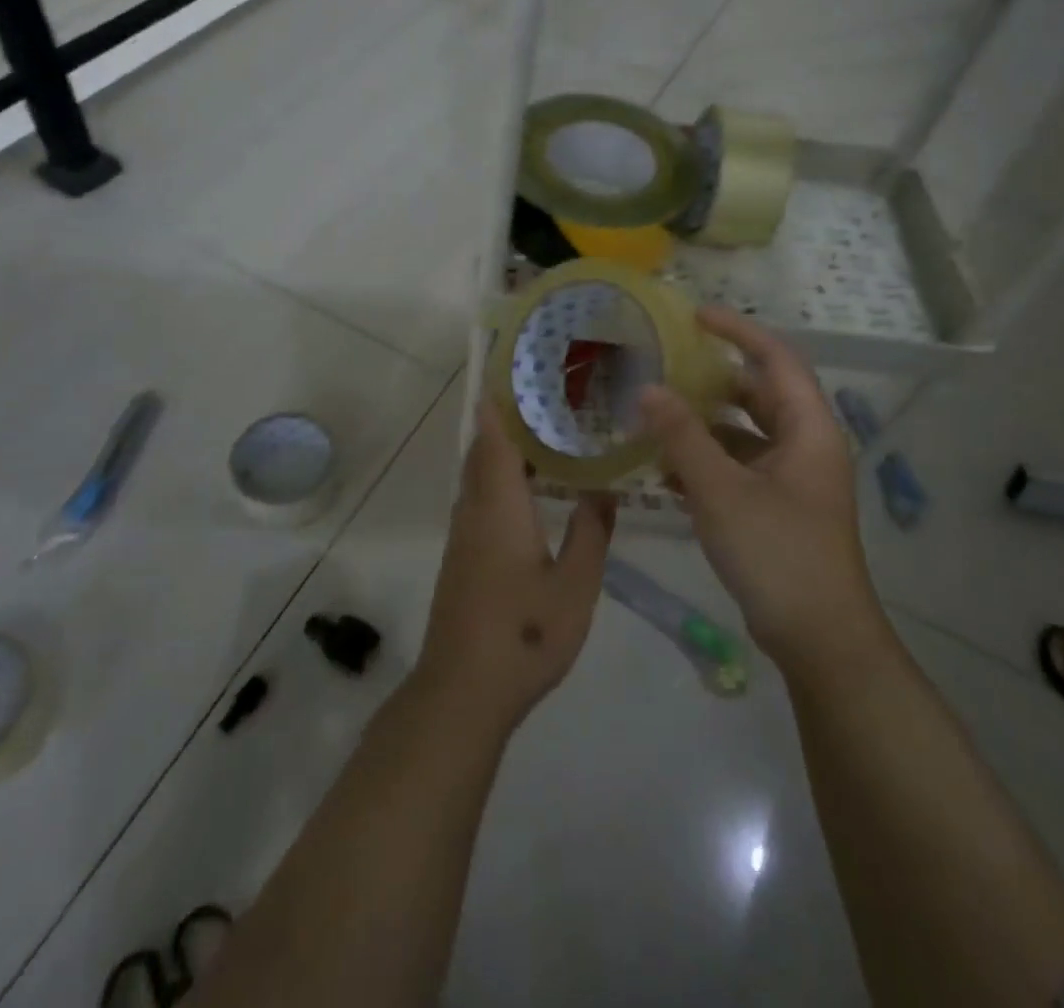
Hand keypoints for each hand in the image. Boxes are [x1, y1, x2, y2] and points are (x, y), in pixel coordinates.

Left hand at [414, 402, 614, 735]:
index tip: (512, 374)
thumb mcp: (575, 586)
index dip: (499, 405)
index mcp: (499, 507)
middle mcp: (474, 512)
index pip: (493, 440)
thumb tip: (602, 490)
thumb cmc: (524, 633)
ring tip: (543, 438)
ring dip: (501, 453)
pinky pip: (478, 501)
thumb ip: (590, 533)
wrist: (463, 690)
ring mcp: (462, 537)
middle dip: (504, 423)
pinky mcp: (461, 559)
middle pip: (482, 453)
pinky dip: (498, 481)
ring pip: (477, 478)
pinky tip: (528, 495)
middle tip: (544, 401)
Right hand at [639, 307, 882, 673]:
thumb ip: (683, 436)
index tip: (694, 315)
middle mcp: (804, 446)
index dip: (738, 331)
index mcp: (808, 430)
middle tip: (663, 365)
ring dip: (701, 424)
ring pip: (742, 433)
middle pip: (756, 394)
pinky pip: (736, 467)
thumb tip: (647, 388)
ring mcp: (791, 479)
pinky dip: (704, 461)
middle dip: (710, 379)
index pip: (776, 359)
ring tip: (652, 414)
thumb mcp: (722, 490)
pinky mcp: (776, 508)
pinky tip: (663, 471)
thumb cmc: (778, 554)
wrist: (819, 640)